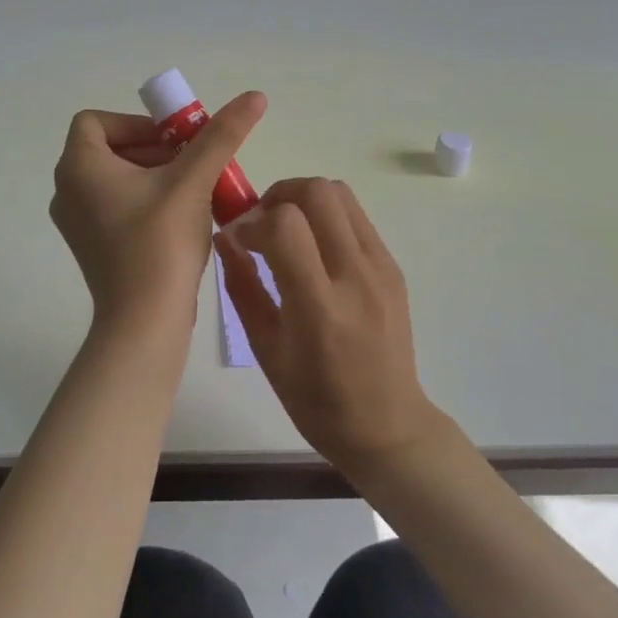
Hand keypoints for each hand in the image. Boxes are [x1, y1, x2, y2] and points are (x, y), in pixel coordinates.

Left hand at [51, 91, 266, 329]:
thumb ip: (221, 135)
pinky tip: (181, 218)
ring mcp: (76, 222)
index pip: (95, 121)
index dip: (136, 123)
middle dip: (155, 149)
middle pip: (109, 149)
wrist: (144, 320)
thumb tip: (254, 96)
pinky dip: (145, 201)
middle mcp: (66, 190)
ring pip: (115, 179)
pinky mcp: (91, 246)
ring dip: (154, 175)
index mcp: (77, 167)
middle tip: (193, 163)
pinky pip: (115, 206)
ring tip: (194, 190)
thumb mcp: (193, 180)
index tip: (173, 141)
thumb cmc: (160, 241)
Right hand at [215, 178, 437, 470]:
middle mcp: (355, 277)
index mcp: (319, 307)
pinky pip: (356, 217)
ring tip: (286, 230)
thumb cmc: (315, 399)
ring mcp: (381, 268)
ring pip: (341, 194)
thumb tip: (225, 238)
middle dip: (278, 195)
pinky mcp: (393, 267)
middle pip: (317, 192)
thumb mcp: (265, 349)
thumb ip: (243, 287)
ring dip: (304, 199)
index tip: (239, 238)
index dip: (252, 221)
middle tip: (261, 223)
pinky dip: (327, 217)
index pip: (284, 226)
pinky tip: (314, 249)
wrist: (386, 424)